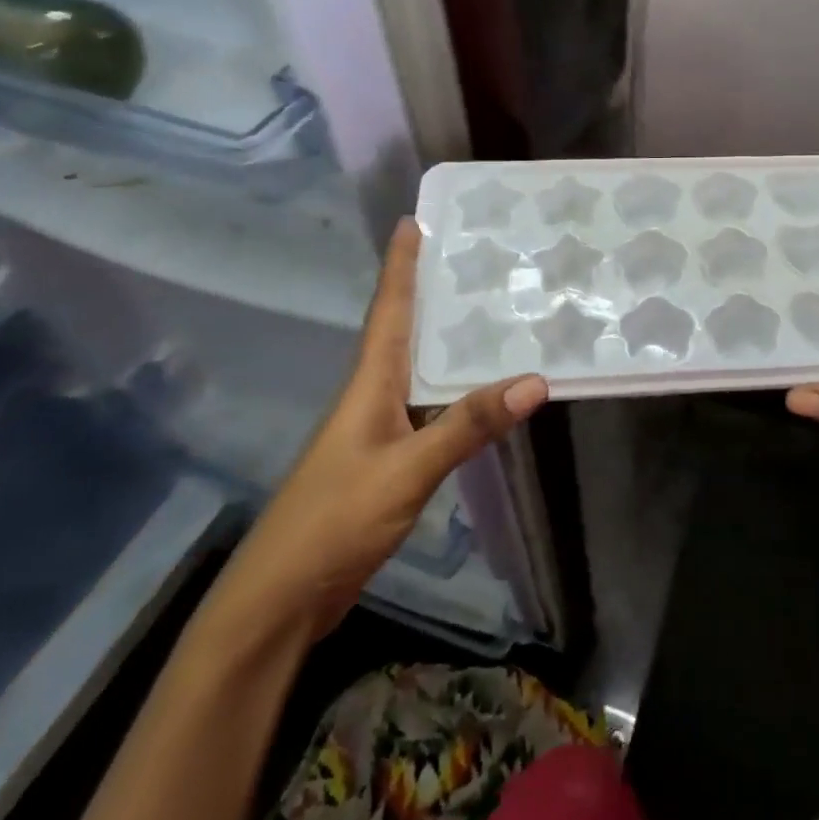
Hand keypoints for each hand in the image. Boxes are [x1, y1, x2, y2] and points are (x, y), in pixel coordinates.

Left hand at [203, 218, 547, 643]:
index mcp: (369, 382)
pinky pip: (430, 404)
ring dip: (447, 336)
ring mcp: (379, 427)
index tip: (414, 220)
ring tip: (491, 309)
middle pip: (404, 328)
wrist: (282, 599)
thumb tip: (535, 379)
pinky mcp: (389, 457)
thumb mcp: (407, 469)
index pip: (388, 308)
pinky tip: (483, 390)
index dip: (400, 264)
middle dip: (431, 288)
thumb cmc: (335, 520)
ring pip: (420, 366)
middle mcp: (373, 394)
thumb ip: (468, 425)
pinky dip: (457, 387)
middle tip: (474, 256)